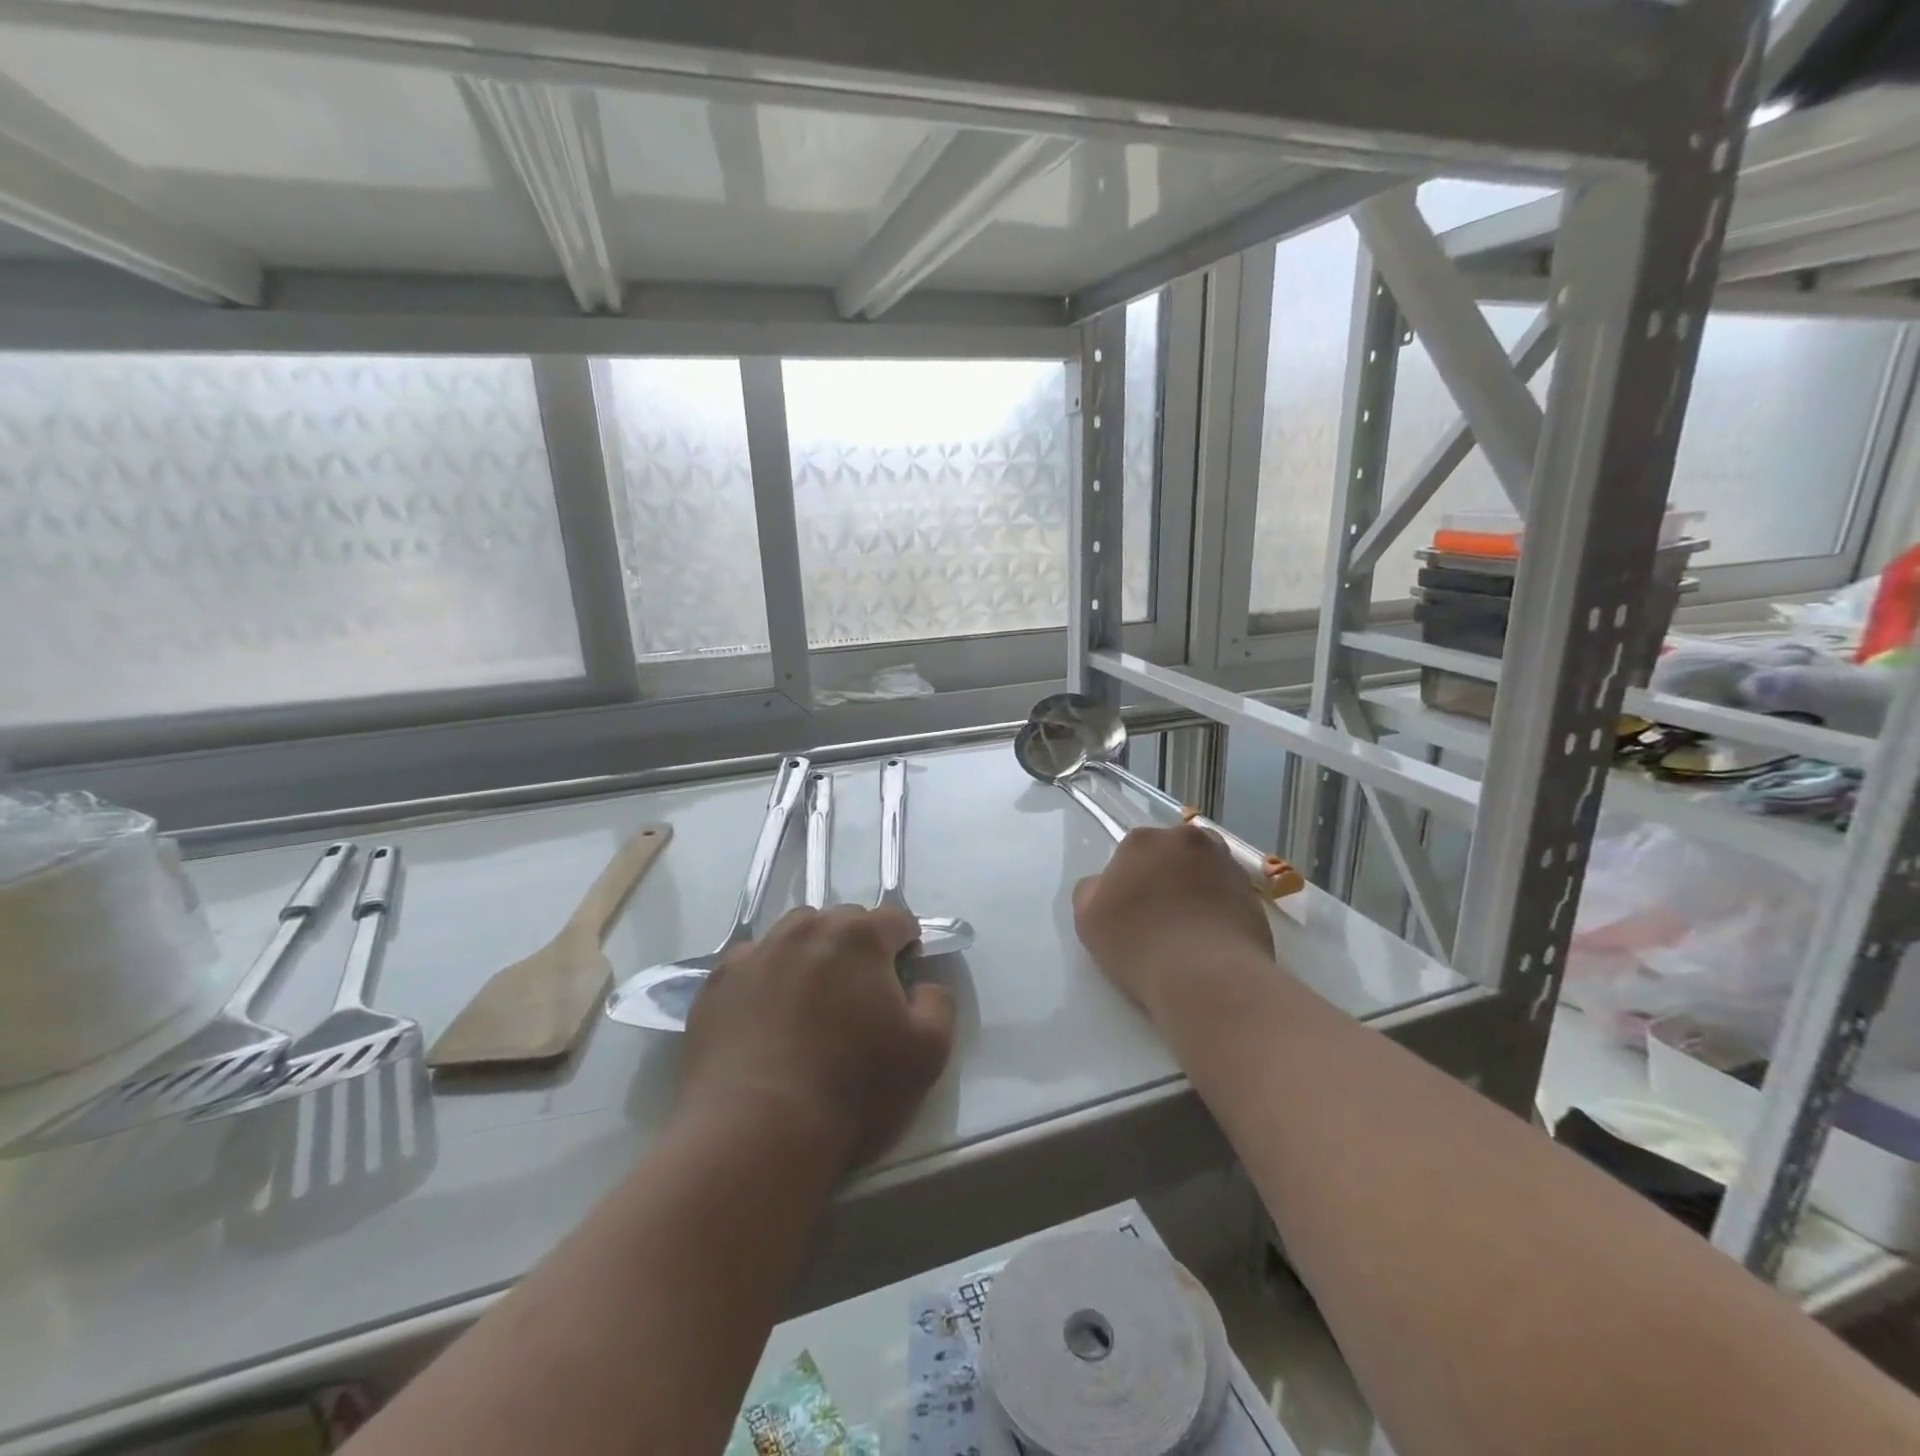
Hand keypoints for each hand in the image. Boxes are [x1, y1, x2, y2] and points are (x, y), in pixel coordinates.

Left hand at [679, 905, 955, 1173]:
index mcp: (860, 937)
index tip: (903, 981)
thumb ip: (938, 1003)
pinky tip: (765, 1022)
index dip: (907, 945)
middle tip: (858, 999)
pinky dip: (765, 980)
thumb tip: (922, 985)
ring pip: (794, 937)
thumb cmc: (851, 1090)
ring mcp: (756, 953)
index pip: (896, 919)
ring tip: (809, 1006)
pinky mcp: (717, 983)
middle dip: (857, 948)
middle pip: (842, 922)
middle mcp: (807, 930)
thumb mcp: (928, 1053)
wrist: (754, 1134)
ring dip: (810, 957)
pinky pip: (752, 965)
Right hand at [1073, 825, 1274, 1021]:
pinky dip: (1219, 911)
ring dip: (1194, 891)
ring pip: (1203, 872)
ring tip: (1187, 933)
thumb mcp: (1087, 917)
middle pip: (1171, 855)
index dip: (1127, 882)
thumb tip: (1107, 885)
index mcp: (1144, 840)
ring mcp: (1227, 865)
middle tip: (1157, 918)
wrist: (1207, 978)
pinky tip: (1209, 942)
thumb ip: (1092, 890)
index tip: (1127, 911)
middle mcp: (1189, 840)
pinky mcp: (1254, 895)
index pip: (1130, 853)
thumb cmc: (1138, 943)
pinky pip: (1227, 897)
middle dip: (1165, 877)